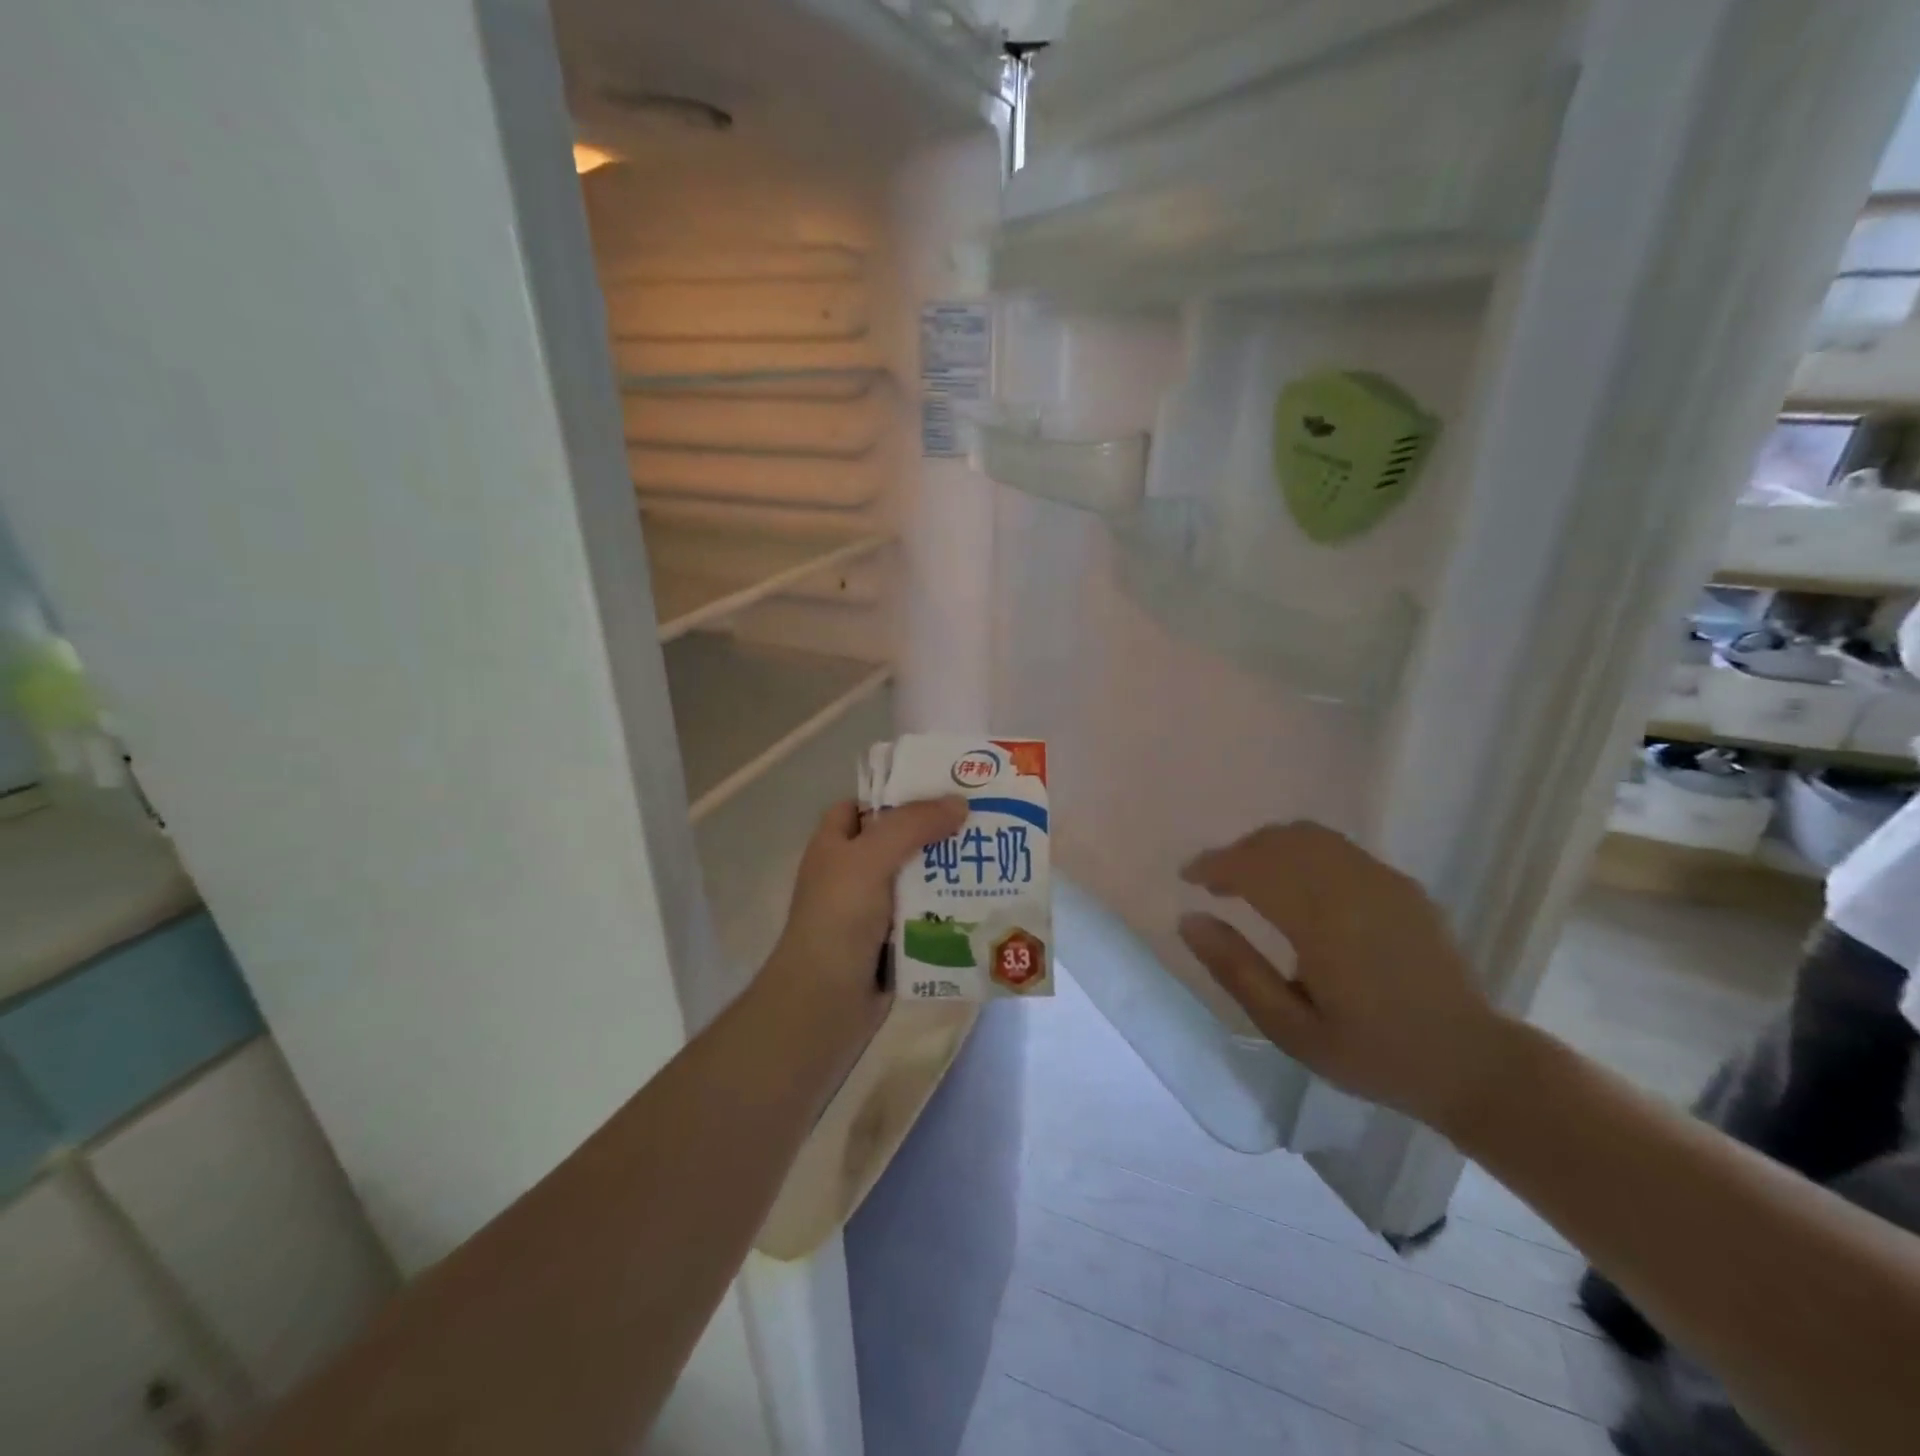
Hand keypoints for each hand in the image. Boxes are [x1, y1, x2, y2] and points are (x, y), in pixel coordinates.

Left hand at [766, 796, 968, 1026]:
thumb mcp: (870, 858)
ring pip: (917, 878)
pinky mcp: (893, 940)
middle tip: (983, 819)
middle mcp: (852, 871)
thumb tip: (959, 803)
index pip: (864, 804)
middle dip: (936, 831)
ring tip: (992, 856)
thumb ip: (912, 825)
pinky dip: (949, 908)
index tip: (944, 787)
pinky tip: (983, 898)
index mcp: (835, 844)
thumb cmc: (839, 918)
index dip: (898, 793)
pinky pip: (926, 914)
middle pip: (899, 840)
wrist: (825, 1001)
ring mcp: (873, 908)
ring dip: (949, 871)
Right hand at [1177, 822, 1508, 1132]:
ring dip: (1269, 848)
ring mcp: (1382, 880)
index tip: (1188, 877)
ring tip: (1252, 880)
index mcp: (1322, 922)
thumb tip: (1190, 920)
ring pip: (1309, 836)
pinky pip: (1337, 848)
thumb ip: (1236, 970)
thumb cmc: (1372, 1054)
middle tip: (1216, 883)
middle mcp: (1352, 886)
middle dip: (1238, 853)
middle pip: (1279, 841)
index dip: (1213, 864)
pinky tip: (1298, 887)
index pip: (1254, 867)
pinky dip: (1302, 852)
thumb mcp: (1290, 1029)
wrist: (1471, 1063)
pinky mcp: (1400, 884)